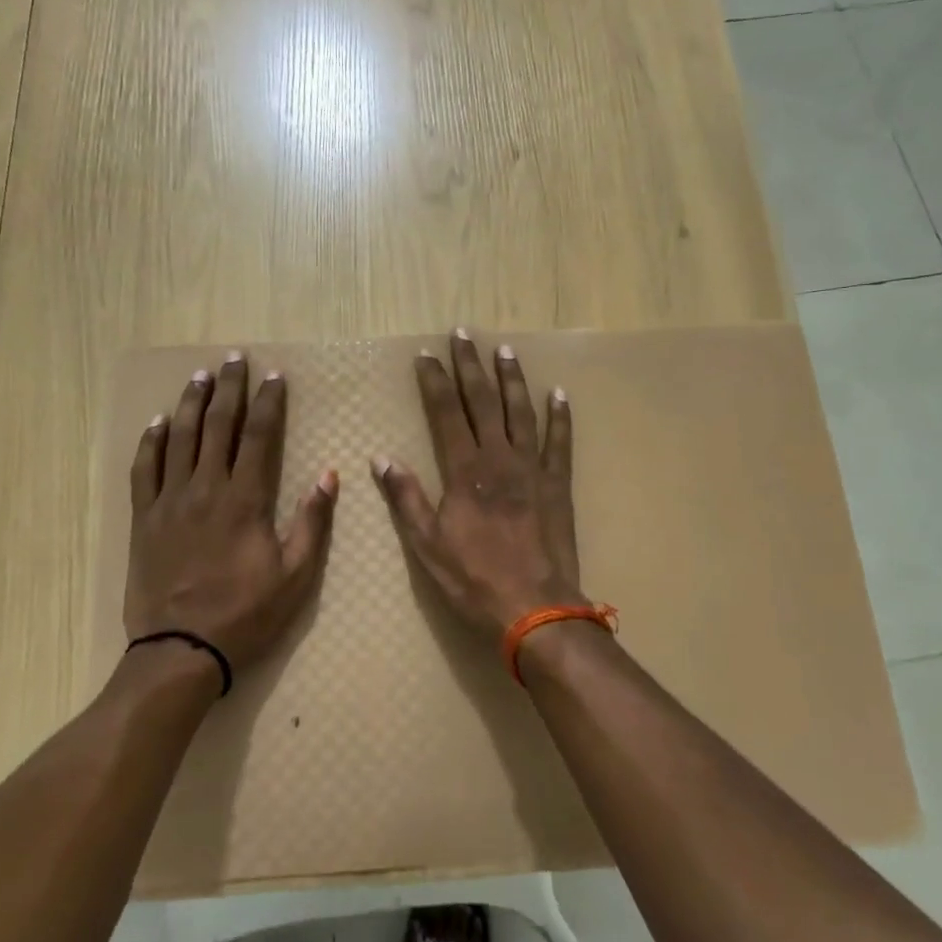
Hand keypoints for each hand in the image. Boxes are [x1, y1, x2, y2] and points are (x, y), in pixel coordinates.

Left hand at [124, 353, 337, 676]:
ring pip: (180, 438)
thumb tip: (329, 476)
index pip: (258, 435)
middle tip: (234, 359)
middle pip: (218, 425)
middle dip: (229, 388)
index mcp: (244, 499)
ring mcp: (169, 501)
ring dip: (191, 403)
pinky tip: (158, 422)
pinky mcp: (144, 518)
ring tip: (200, 376)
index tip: (273, 376)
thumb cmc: (245, 613)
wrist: (180, 649)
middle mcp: (205, 488)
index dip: (267, 402)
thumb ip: (312, 522)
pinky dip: (151, 442)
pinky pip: (144, 469)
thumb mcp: (295, 575)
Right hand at [372, 330, 586, 647]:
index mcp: (464, 470)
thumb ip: (406, 498)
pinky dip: (560, 417)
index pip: (445, 413)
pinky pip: (560, 443)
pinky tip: (558, 394)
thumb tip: (381, 459)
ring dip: (511, 379)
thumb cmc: (474, 578)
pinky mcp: (557, 484)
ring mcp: (532, 468)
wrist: (534, 607)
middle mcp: (499, 458)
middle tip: (463, 334)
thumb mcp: (427, 544)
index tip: (427, 354)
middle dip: (470, 366)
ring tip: (504, 350)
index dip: (435, 381)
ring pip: (521, 412)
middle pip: (482, 401)